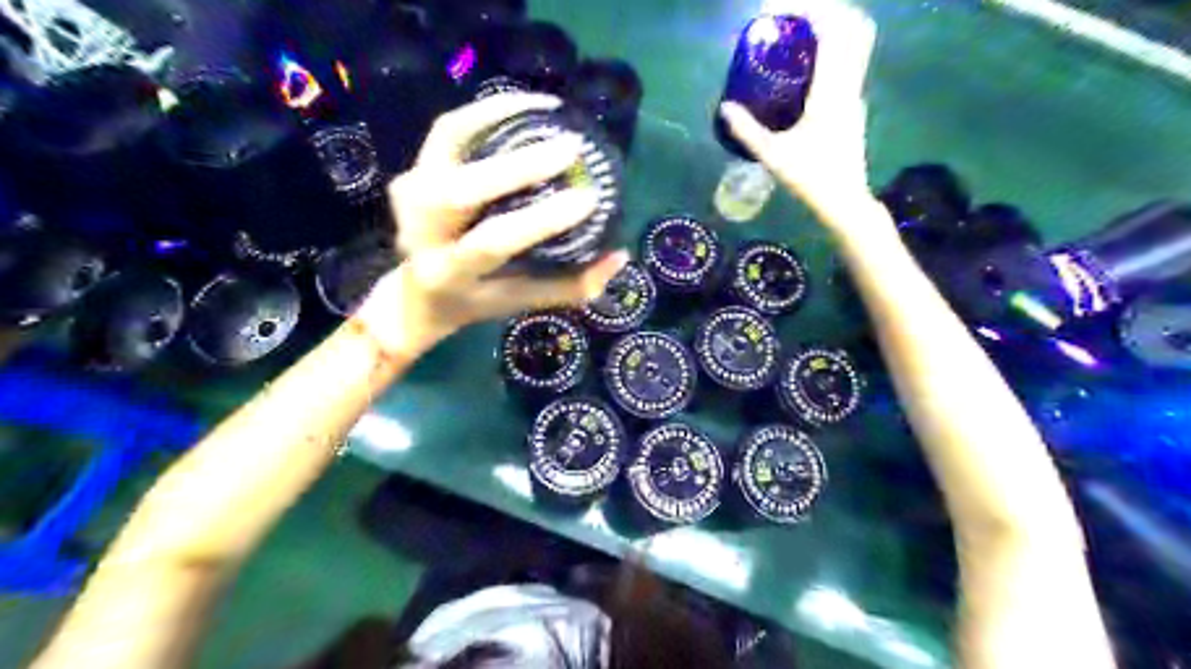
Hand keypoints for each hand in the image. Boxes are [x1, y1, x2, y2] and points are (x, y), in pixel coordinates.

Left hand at [356, 93, 625, 355]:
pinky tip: (524, 105)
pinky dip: (486, 111)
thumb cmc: (477, 301)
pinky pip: (450, 129)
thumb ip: (571, 286)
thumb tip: (619, 255)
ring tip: (549, 109)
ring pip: (450, 141)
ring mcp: (409, 194)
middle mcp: (421, 231)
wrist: (417, 293)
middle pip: (462, 188)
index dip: (540, 220)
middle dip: (520, 165)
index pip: (493, 242)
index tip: (588, 199)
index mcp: (450, 273)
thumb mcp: (523, 303)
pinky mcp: (411, 170)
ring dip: (499, 118)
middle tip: (572, 148)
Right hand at [722, 0, 876, 235]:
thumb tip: (724, 107)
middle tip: (793, 14)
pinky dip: (834, 45)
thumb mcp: (772, 156)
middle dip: (826, 10)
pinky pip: (851, 58)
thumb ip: (747, 130)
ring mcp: (856, 93)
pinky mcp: (854, 103)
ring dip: (833, 25)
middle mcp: (849, 85)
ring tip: (800, 29)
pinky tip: (809, 59)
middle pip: (853, 26)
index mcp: (830, 92)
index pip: (832, 32)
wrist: (845, 199)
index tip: (781, 10)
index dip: (811, 10)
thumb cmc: (809, 178)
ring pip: (857, 41)